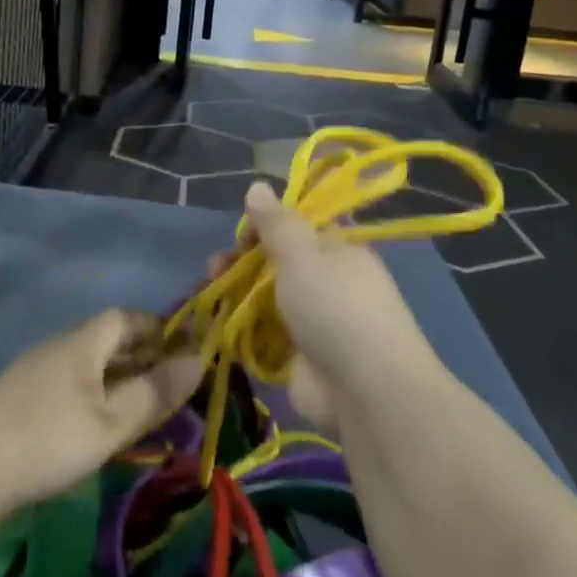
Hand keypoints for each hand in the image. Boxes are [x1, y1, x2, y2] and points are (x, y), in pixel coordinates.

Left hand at [0, 309, 202, 514]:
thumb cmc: (48, 439)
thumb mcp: (111, 422)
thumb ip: (154, 393)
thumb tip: (199, 360)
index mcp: (82, 342)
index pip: (126, 317)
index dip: (158, 329)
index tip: (185, 352)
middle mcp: (58, 347)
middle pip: (106, 340)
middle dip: (141, 358)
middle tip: (170, 387)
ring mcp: (34, 372)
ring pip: (87, 365)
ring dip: (117, 380)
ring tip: (140, 411)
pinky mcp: (19, 399)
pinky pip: (69, 385)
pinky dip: (93, 397)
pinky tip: (97, 428)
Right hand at [215, 180, 429, 428]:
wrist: (365, 390)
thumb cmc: (335, 306)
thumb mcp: (302, 252)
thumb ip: (275, 221)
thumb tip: (258, 185)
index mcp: (338, 249)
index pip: (301, 224)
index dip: (270, 221)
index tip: (244, 229)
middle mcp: (328, 280)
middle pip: (278, 260)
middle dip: (244, 258)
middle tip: (217, 264)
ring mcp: (313, 320)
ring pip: (267, 296)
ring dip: (236, 291)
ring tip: (211, 290)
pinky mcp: (298, 356)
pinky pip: (264, 333)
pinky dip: (241, 327)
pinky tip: (217, 322)